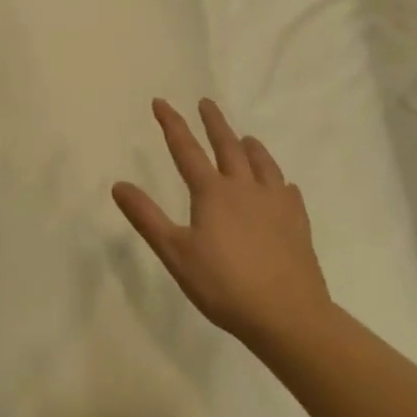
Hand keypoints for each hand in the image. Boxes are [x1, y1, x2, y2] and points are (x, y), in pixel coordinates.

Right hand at [112, 98, 332, 350]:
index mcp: (213, 193)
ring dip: (250, 147)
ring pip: (262, 164)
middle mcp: (245, 189)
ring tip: (246, 137)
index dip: (172, 124)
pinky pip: (288, 192)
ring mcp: (276, 205)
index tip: (161, 101)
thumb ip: (146, 217)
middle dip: (214, 123)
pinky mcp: (297, 224)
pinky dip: (279, 181)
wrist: (288, 315)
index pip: (186, 150)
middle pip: (228, 147)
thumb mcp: (174, 252)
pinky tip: (282, 186)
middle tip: (207, 103)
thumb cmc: (224, 285)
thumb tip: (118, 184)